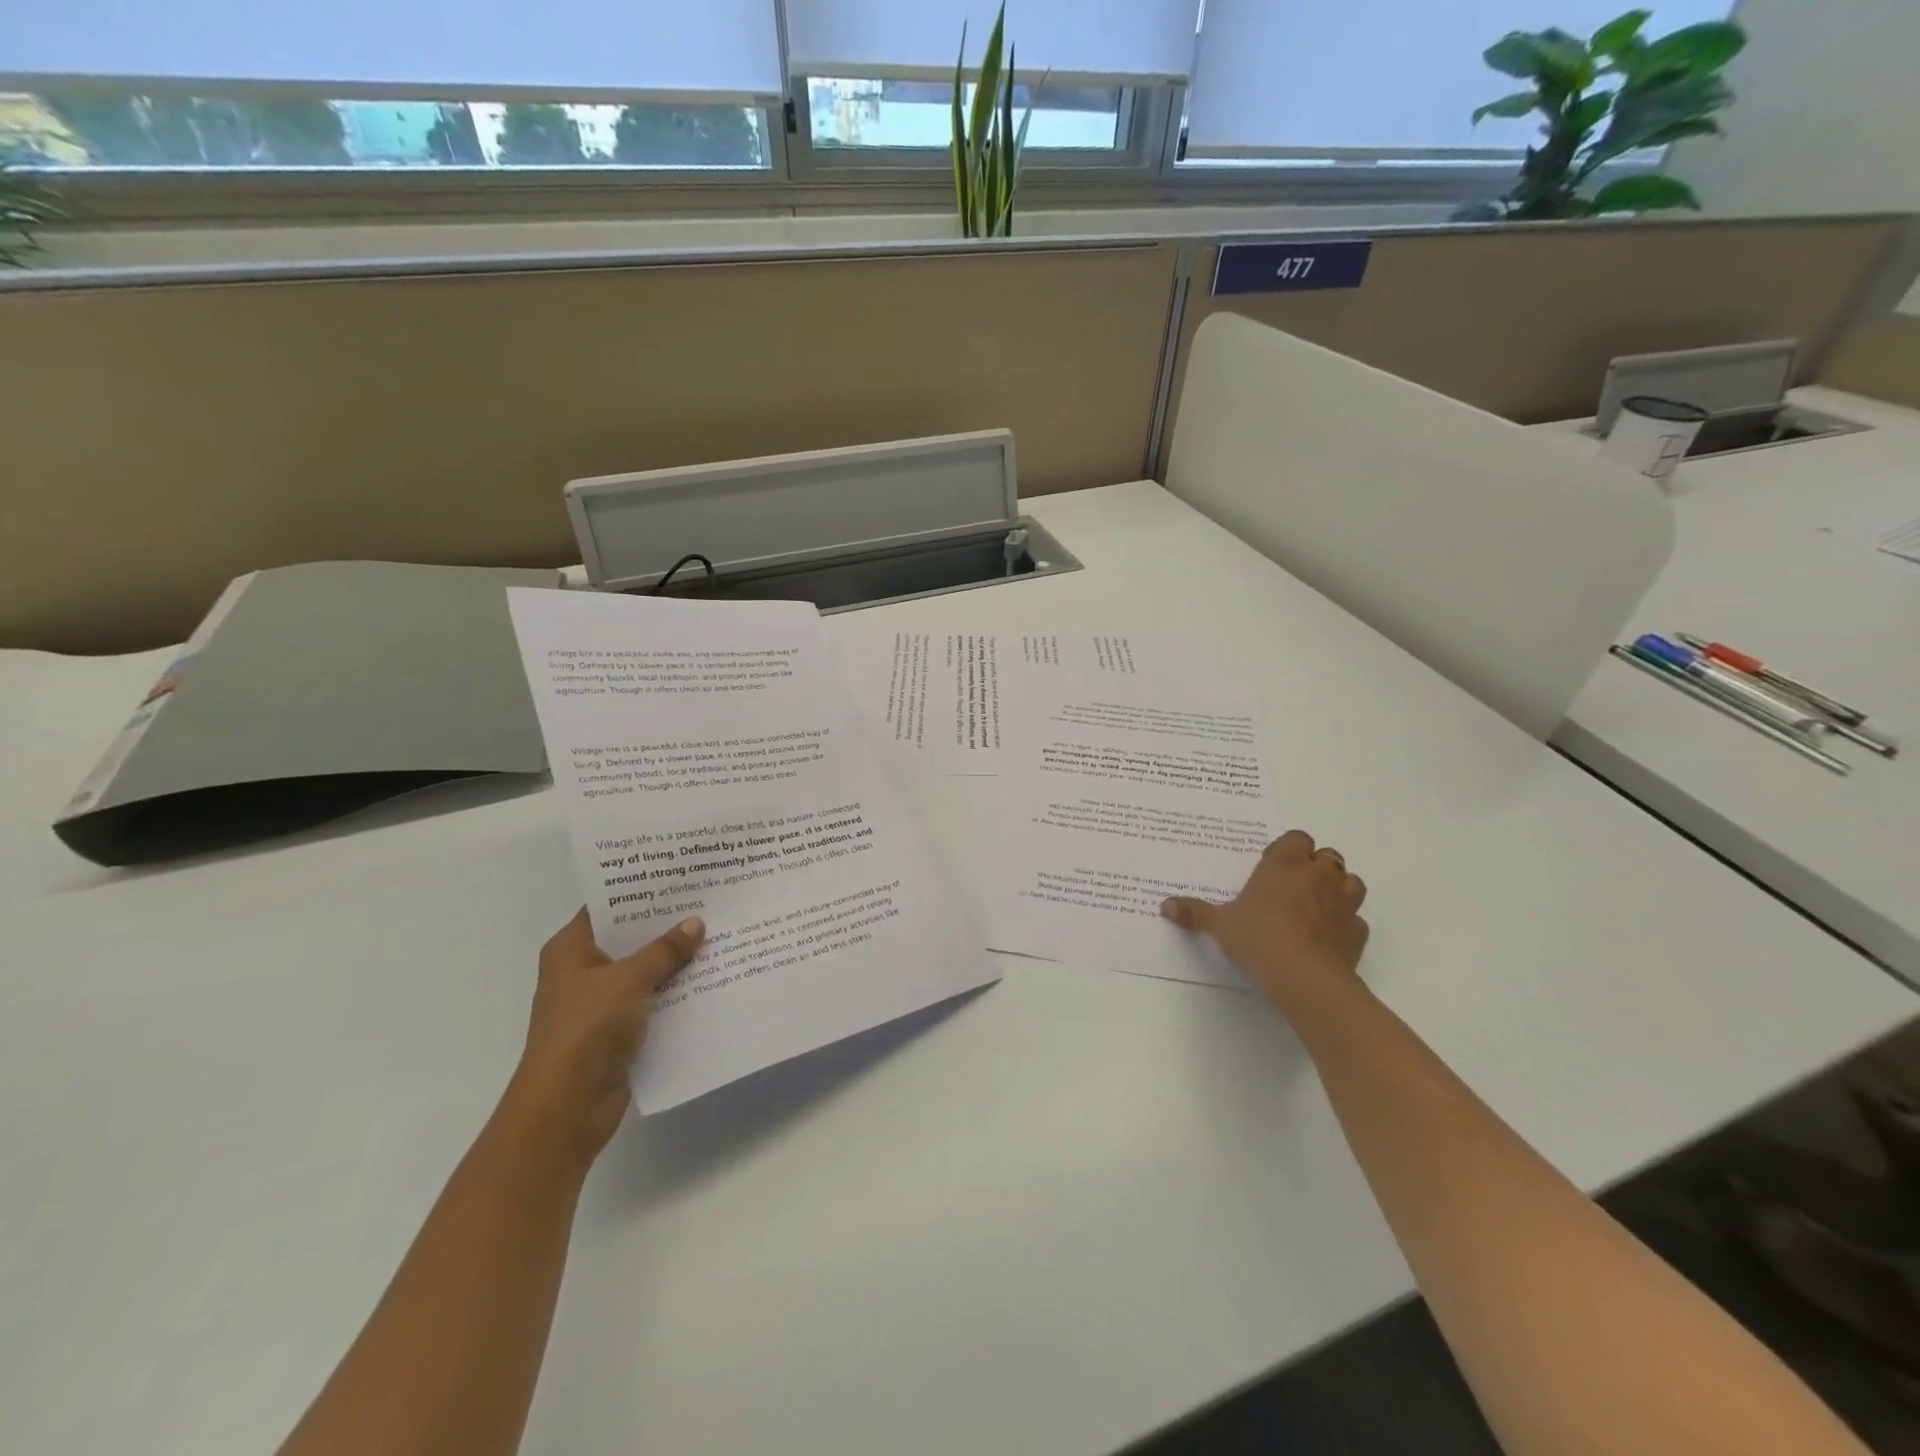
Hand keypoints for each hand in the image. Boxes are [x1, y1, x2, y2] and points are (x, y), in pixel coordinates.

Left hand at [505, 909, 704, 1168]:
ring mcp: (599, 1002)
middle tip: (710, 901)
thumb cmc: (587, 1030)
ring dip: (675, 961)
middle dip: (667, 925)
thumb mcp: (629, 980)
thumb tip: (695, 923)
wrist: (567, 1107)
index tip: (681, 875)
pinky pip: (651, 1000)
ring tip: (719, 935)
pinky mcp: (617, 1031)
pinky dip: (675, 991)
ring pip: (644, 971)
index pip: (608, 906)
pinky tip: (710, 979)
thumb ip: (664, 950)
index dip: (642, 891)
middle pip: (629, 938)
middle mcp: (582, 971)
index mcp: (571, 949)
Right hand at [1161, 830, 1368, 1013]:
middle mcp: (1318, 876)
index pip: (1296, 838)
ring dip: (1337, 889)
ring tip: (1316, 906)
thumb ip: (1194, 912)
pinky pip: (1356, 920)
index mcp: (1284, 864)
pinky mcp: (1357, 933)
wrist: (1305, 978)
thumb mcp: (1219, 925)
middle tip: (1291, 885)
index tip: (1271, 866)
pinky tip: (1329, 937)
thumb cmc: (1259, 938)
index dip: (1287, 849)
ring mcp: (1343, 904)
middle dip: (1314, 865)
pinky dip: (1346, 924)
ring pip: (1350, 882)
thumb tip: (1164, 905)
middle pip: (1327, 856)